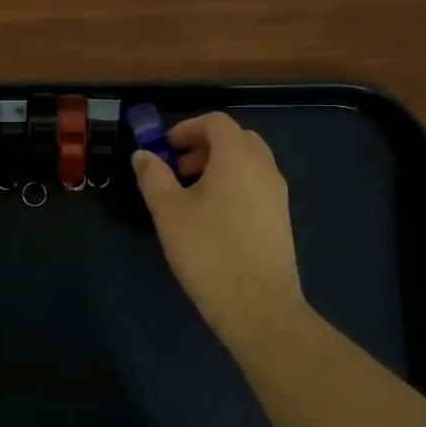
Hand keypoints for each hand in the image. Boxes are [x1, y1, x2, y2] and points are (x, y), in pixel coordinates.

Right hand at [132, 112, 306, 339]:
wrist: (258, 305)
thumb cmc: (208, 250)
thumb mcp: (168, 211)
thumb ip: (153, 176)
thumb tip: (144, 155)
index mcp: (237, 158)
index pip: (217, 122)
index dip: (187, 128)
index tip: (165, 148)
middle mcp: (264, 168)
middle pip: (237, 138)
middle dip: (205, 145)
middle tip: (178, 167)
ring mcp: (278, 195)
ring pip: (249, 163)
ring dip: (220, 165)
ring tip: (192, 194)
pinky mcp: (282, 219)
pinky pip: (257, 185)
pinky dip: (235, 185)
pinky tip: (213, 217)